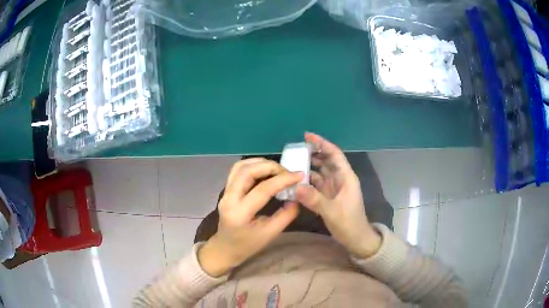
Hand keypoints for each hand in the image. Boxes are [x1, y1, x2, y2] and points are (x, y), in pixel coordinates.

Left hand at [198, 158, 301, 276]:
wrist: (225, 248)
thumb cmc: (247, 245)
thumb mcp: (270, 234)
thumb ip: (285, 216)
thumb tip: (297, 197)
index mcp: (240, 213)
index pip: (262, 189)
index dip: (283, 180)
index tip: (299, 175)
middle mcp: (229, 198)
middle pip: (247, 171)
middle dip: (270, 166)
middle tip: (287, 172)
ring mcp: (225, 192)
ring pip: (240, 167)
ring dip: (260, 163)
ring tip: (277, 169)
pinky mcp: (226, 189)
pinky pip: (237, 170)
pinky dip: (253, 165)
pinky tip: (265, 171)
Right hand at [296, 132, 381, 258]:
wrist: (356, 238)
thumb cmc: (349, 223)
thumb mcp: (332, 211)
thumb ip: (315, 199)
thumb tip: (296, 187)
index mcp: (346, 177)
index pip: (334, 154)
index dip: (322, 143)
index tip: (307, 136)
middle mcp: (340, 179)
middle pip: (326, 161)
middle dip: (313, 153)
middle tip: (295, 150)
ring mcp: (334, 188)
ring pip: (321, 172)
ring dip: (309, 167)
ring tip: (293, 163)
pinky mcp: (329, 197)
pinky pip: (317, 184)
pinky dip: (308, 181)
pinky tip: (297, 181)